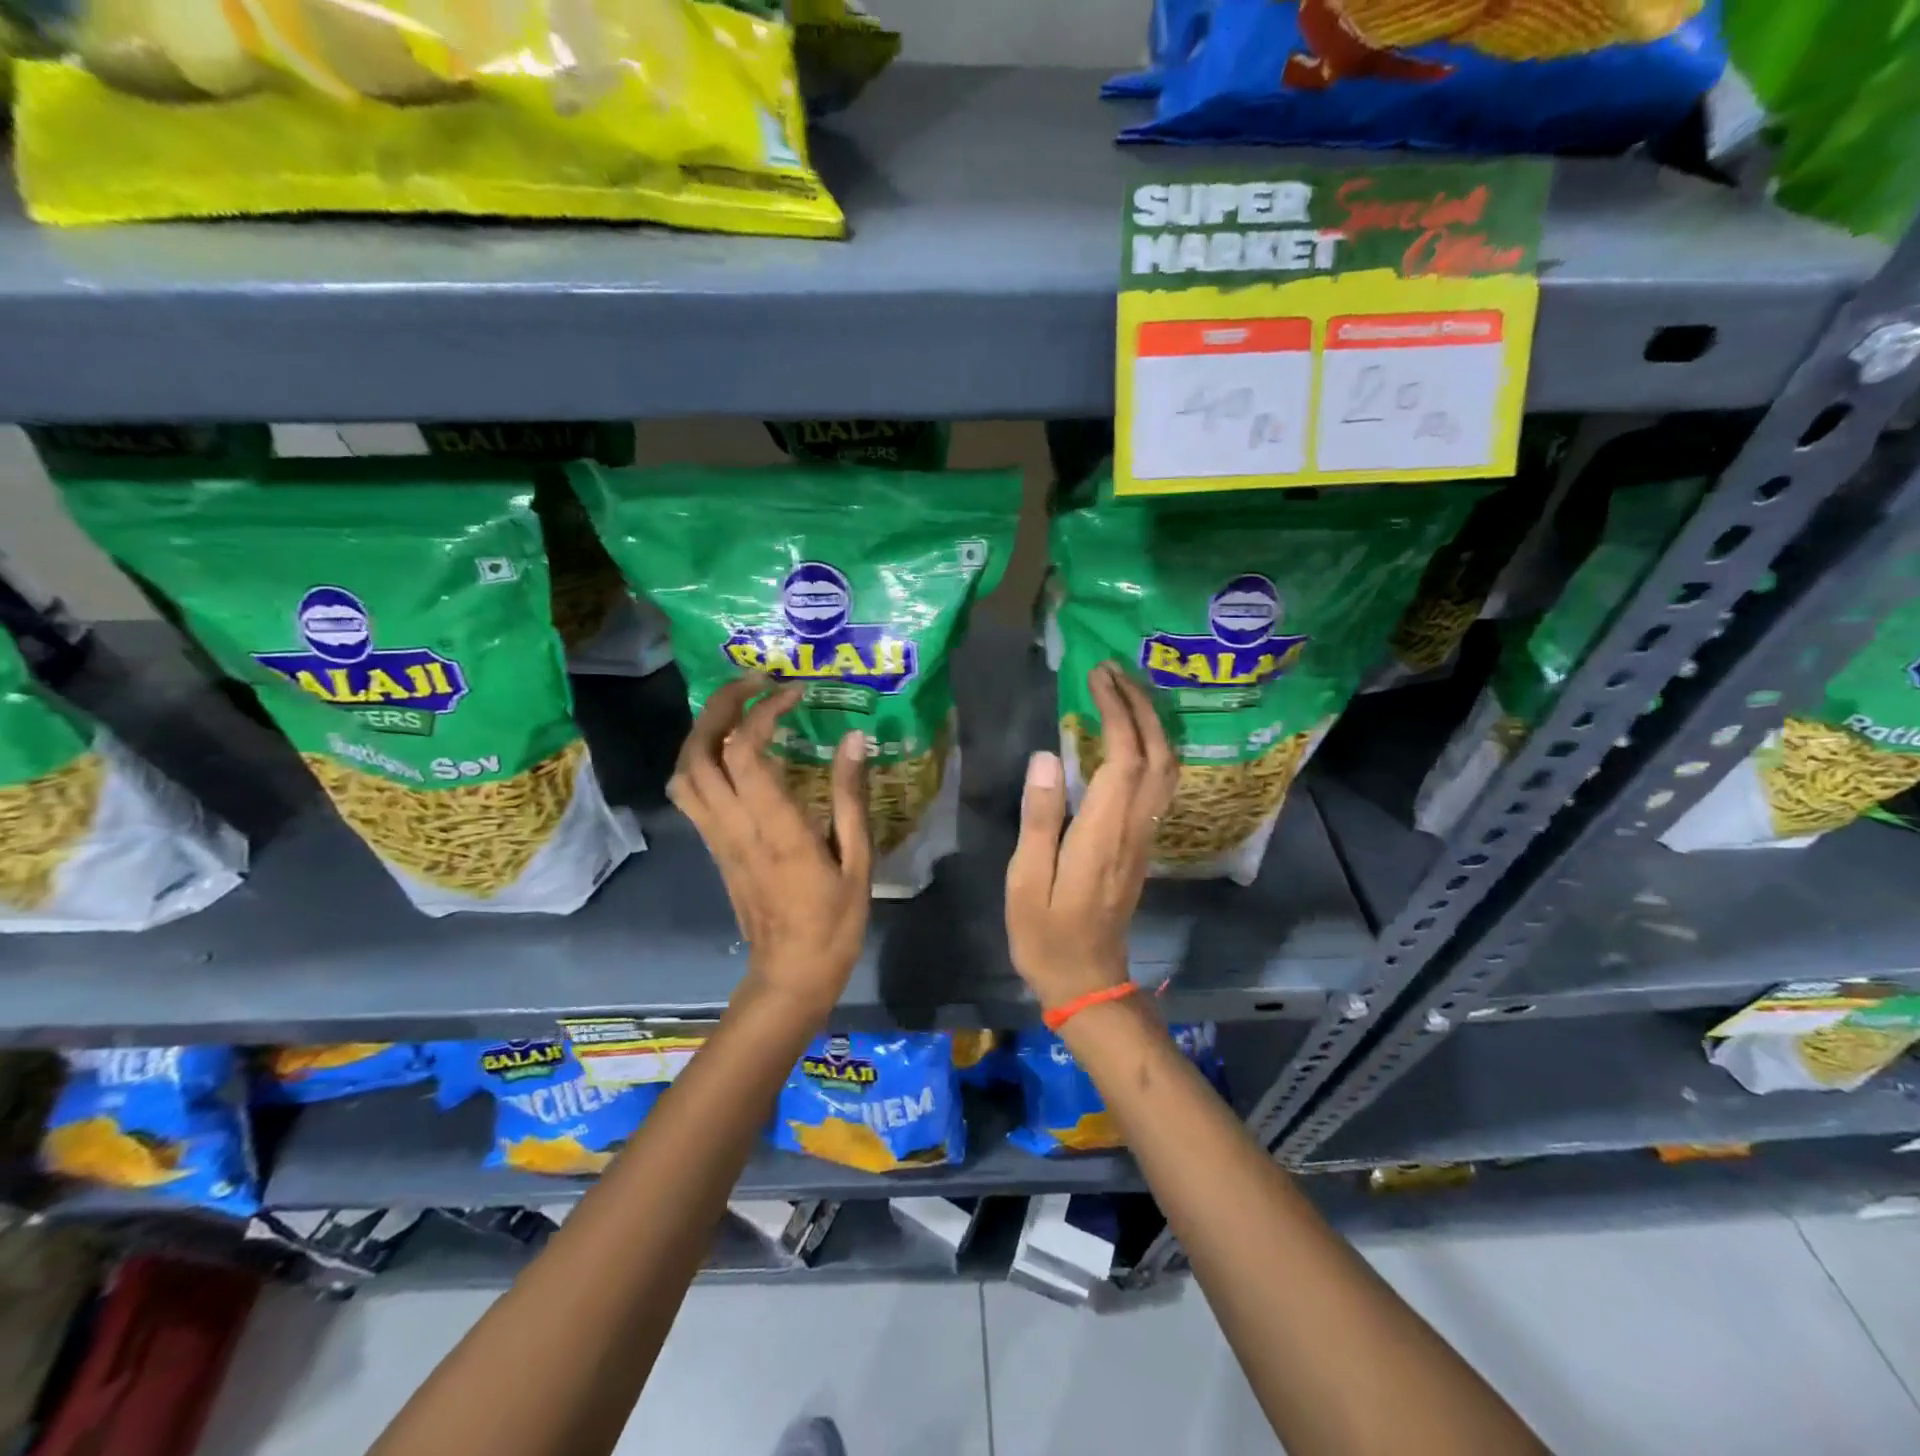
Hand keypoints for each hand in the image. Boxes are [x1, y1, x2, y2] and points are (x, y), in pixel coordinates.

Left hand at [668, 676, 870, 1020]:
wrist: (790, 975)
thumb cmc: (833, 922)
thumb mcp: (857, 861)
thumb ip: (850, 797)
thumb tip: (854, 740)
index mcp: (774, 830)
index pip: (744, 753)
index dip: (762, 712)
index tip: (793, 693)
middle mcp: (734, 827)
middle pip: (699, 753)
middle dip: (720, 706)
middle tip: (754, 683)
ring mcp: (716, 838)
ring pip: (684, 772)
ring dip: (702, 731)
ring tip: (738, 710)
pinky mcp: (713, 848)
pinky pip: (690, 793)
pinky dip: (700, 758)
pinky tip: (730, 750)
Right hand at [1006, 663, 1178, 1010]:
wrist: (1087, 980)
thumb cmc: (1046, 934)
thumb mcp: (1027, 879)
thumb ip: (1040, 816)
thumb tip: (1047, 756)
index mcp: (1104, 832)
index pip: (1124, 756)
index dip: (1116, 711)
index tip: (1096, 677)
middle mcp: (1134, 827)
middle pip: (1157, 754)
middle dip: (1141, 706)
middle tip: (1113, 672)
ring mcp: (1143, 837)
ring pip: (1167, 769)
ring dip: (1152, 725)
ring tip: (1124, 694)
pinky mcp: (1141, 845)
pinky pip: (1160, 785)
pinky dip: (1152, 749)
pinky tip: (1130, 739)